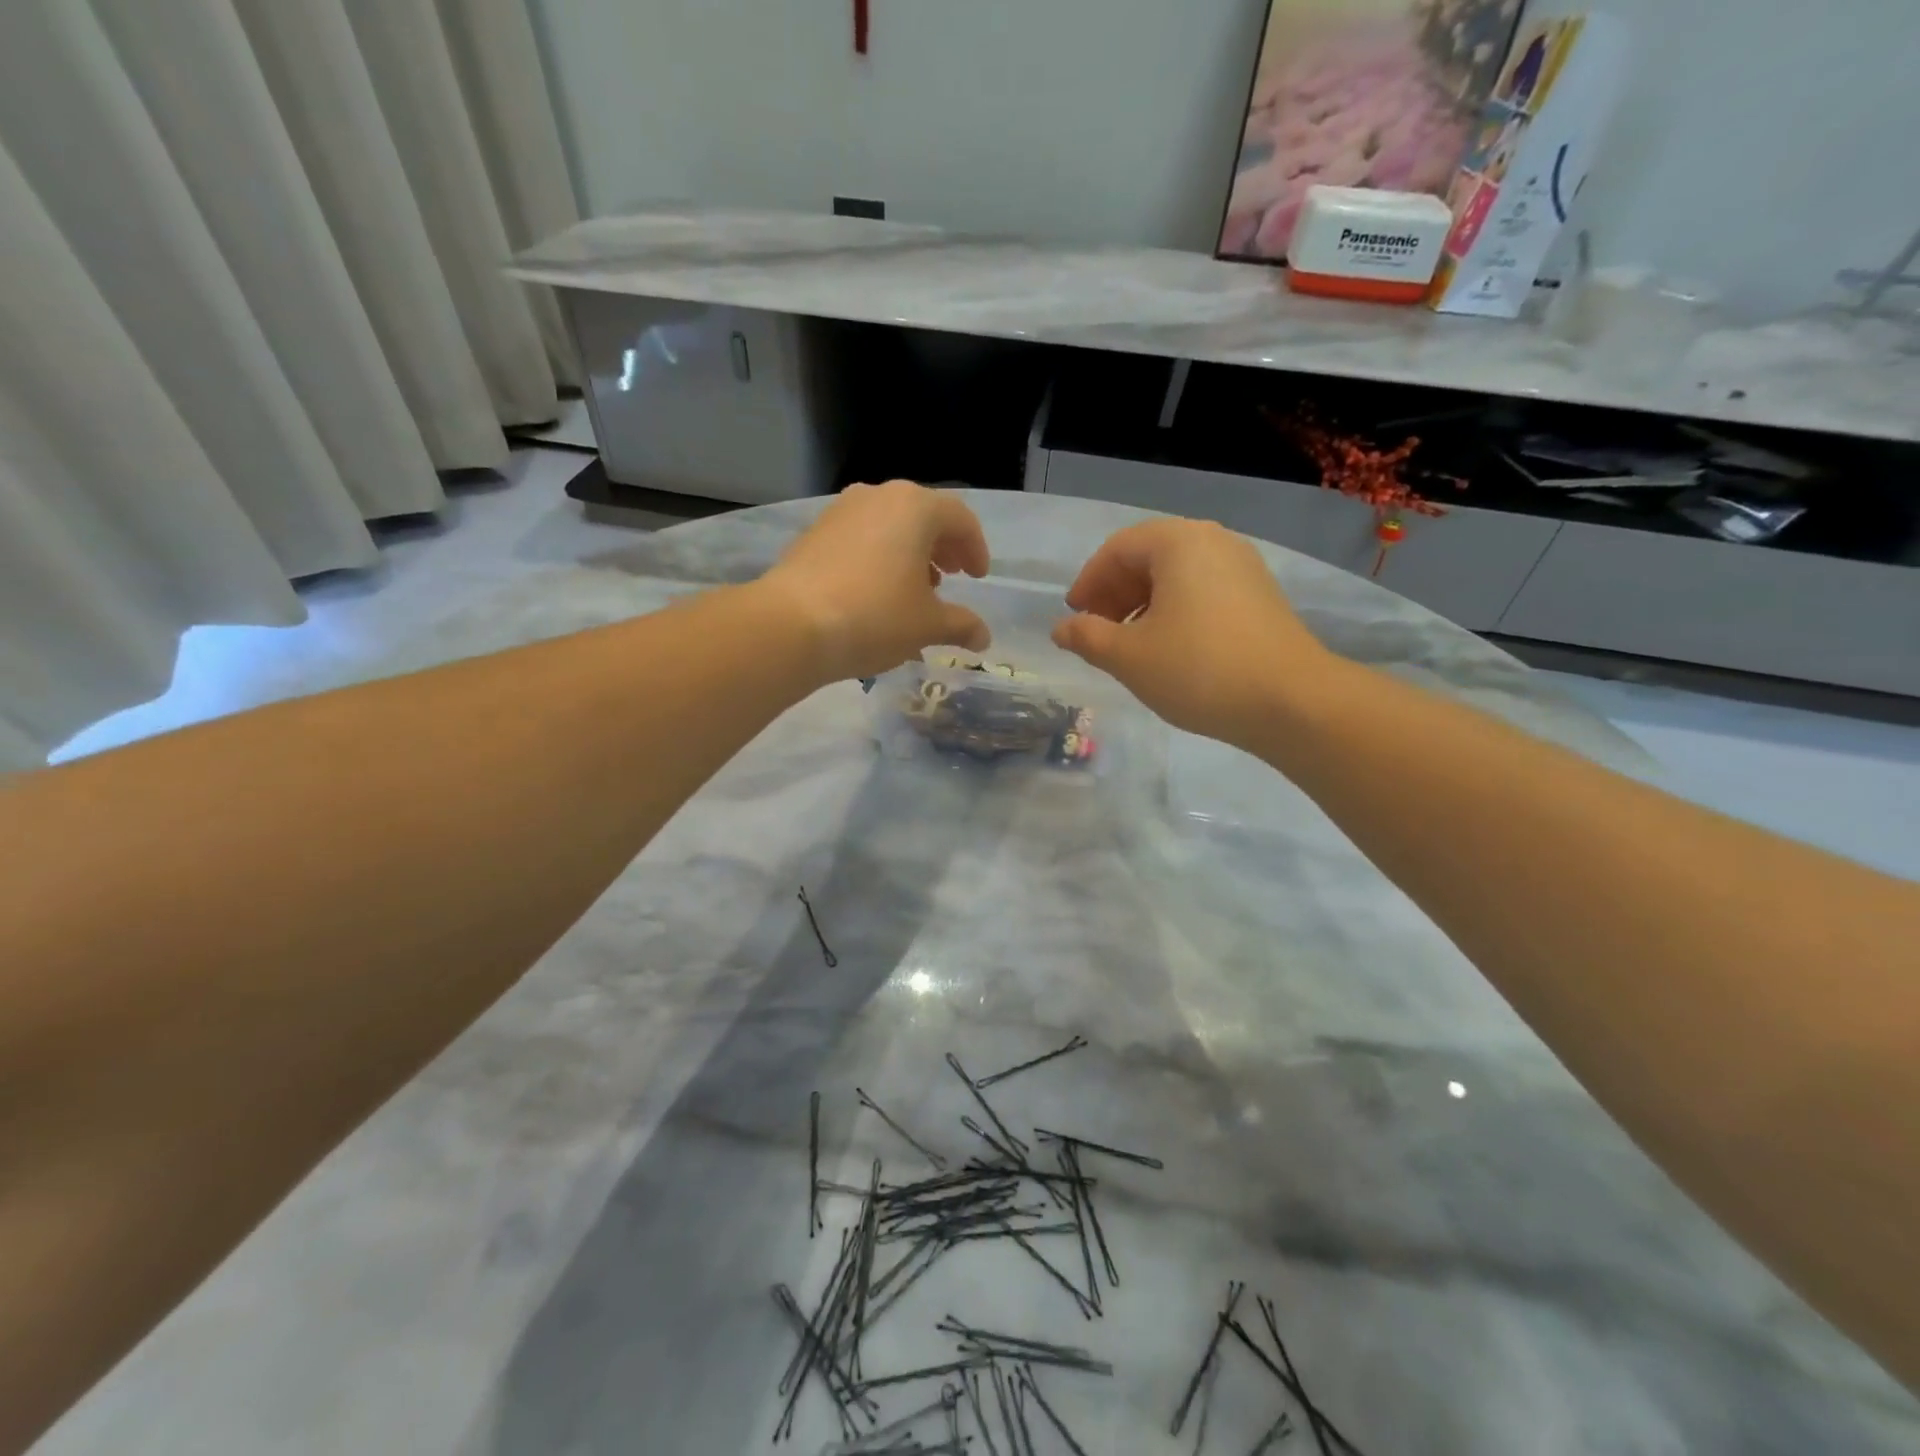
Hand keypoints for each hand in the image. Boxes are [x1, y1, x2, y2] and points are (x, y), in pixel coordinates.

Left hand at [762, 481, 992, 682]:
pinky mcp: (814, 533)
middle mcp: (878, 496)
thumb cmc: (875, 617)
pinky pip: (861, 538)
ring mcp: (841, 511)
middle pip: (923, 516)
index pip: (960, 519)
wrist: (792, 625)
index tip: (977, 577)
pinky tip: (877, 592)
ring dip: (909, 553)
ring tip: (914, 589)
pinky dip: (879, 558)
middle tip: (950, 578)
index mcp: (915, 507)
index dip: (975, 549)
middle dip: (942, 548)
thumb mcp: (927, 625)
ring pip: (889, 526)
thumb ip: (961, 625)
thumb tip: (983, 637)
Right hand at [1052, 518, 1336, 745]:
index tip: (1074, 616)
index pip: (1117, 549)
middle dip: (1115, 593)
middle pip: (1148, 557)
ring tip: (1129, 644)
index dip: (1088, 582)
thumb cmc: (1198, 669)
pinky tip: (1169, 647)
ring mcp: (1242, 566)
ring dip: (1143, 604)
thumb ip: (1087, 637)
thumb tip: (1062, 629)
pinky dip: (1174, 610)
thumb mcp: (1128, 656)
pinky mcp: (1260, 595)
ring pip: (1177, 575)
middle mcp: (1213, 541)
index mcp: (1177, 543)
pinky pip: (1203, 590)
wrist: (1291, 701)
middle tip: (1096, 631)